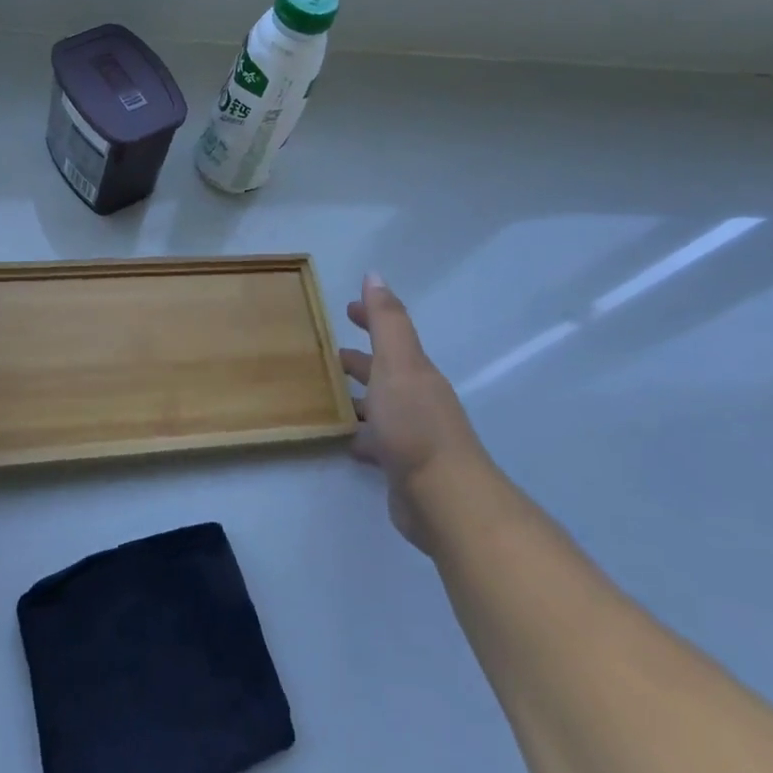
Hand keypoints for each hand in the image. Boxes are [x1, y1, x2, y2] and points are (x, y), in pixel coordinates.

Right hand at [341, 273, 482, 552]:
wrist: (444, 497)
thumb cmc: (415, 423)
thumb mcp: (398, 363)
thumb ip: (386, 321)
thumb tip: (375, 275)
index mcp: (414, 371)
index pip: (390, 335)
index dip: (370, 318)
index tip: (346, 308)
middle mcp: (416, 398)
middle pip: (385, 371)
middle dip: (361, 359)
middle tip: (328, 353)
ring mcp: (411, 434)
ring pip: (380, 406)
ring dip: (359, 397)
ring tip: (327, 395)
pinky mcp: (403, 466)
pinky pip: (376, 441)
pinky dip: (361, 435)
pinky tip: (344, 439)